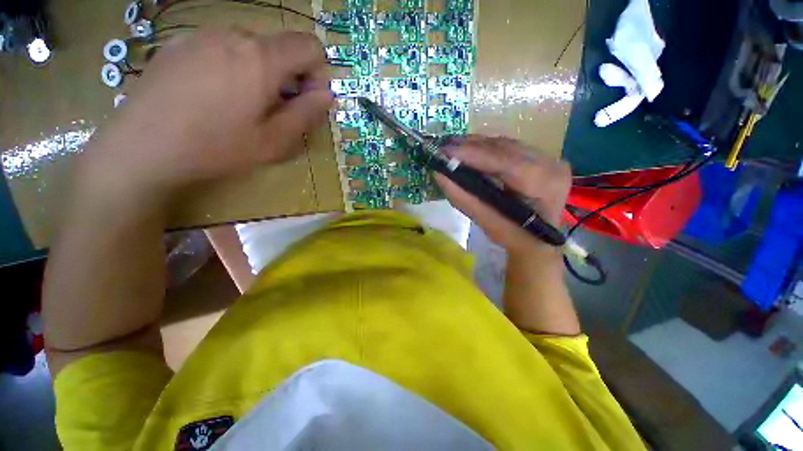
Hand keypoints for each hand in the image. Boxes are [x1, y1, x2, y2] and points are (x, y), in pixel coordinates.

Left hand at [80, 28, 333, 204]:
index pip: (310, 46)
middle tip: (271, 111)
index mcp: (261, 59)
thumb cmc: (216, 148)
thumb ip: (306, 114)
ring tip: (239, 106)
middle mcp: (233, 35)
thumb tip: (327, 95)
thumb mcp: (275, 141)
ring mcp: (201, 35)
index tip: (304, 100)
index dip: (317, 73)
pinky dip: (230, 68)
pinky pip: (220, 48)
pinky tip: (211, 96)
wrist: (141, 148)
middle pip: (280, 47)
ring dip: (258, 73)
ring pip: (250, 47)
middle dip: (287, 76)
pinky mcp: (178, 44)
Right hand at [435, 136, 570, 256]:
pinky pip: (510, 147)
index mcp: (544, 186)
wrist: (537, 240)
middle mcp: (551, 165)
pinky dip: (487, 148)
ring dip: (478, 145)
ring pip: (507, 144)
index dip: (473, 154)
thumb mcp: (487, 222)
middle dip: (471, 146)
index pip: (505, 162)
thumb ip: (463, 198)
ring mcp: (550, 158)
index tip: (445, 151)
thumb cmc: (513, 237)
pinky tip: (471, 150)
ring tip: (453, 147)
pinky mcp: (542, 157)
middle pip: (505, 148)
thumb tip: (439, 175)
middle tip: (444, 148)